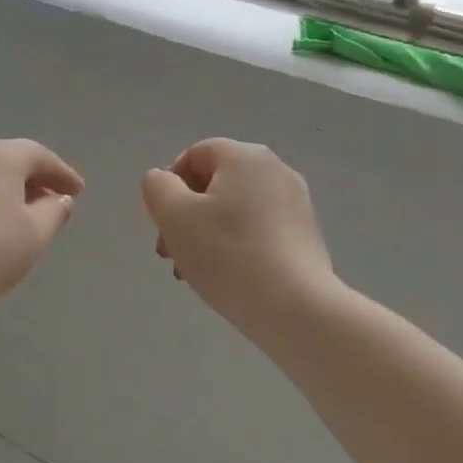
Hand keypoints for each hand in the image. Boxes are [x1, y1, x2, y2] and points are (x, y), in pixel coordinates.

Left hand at [0, 138, 84, 315]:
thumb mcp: (34, 234)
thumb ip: (53, 213)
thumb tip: (59, 199)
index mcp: (0, 155)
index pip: (39, 156)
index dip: (62, 173)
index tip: (78, 191)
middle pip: (10, 160)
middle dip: (35, 180)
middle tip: (53, 202)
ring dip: (10, 192)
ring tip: (24, 217)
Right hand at [141, 139, 335, 339]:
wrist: (295, 307)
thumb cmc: (227, 254)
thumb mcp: (174, 216)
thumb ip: (157, 187)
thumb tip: (163, 181)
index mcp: (245, 157)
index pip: (194, 155)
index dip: (169, 185)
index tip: (162, 222)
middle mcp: (275, 170)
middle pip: (214, 184)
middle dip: (184, 215)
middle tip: (169, 253)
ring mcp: (295, 204)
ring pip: (233, 211)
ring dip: (205, 235)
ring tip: (191, 272)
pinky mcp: (305, 236)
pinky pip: (257, 230)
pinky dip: (234, 246)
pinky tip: (225, 278)